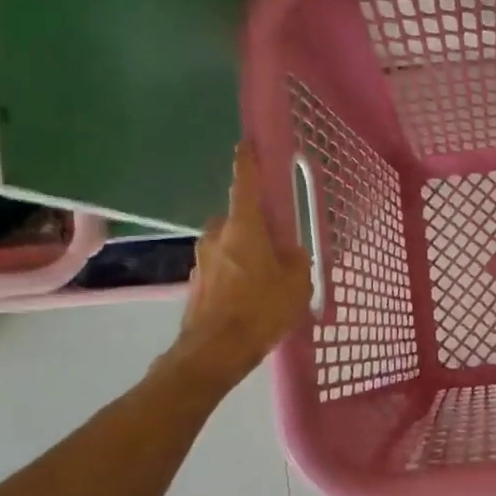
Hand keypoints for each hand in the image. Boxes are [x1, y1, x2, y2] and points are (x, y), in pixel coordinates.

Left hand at [174, 144, 312, 384]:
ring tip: (266, 281)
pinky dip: (235, 274)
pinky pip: (222, 267)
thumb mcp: (296, 286)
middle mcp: (217, 235)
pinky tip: (250, 299)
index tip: (248, 143)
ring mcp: (202, 259)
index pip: (245, 182)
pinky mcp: (197, 282)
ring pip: (230, 245)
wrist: (214, 352)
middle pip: (239, 219)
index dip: (248, 161)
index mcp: (244, 227)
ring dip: (245, 254)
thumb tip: (291, 252)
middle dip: (255, 226)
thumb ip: (297, 262)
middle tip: (277, 246)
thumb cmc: (260, 311)